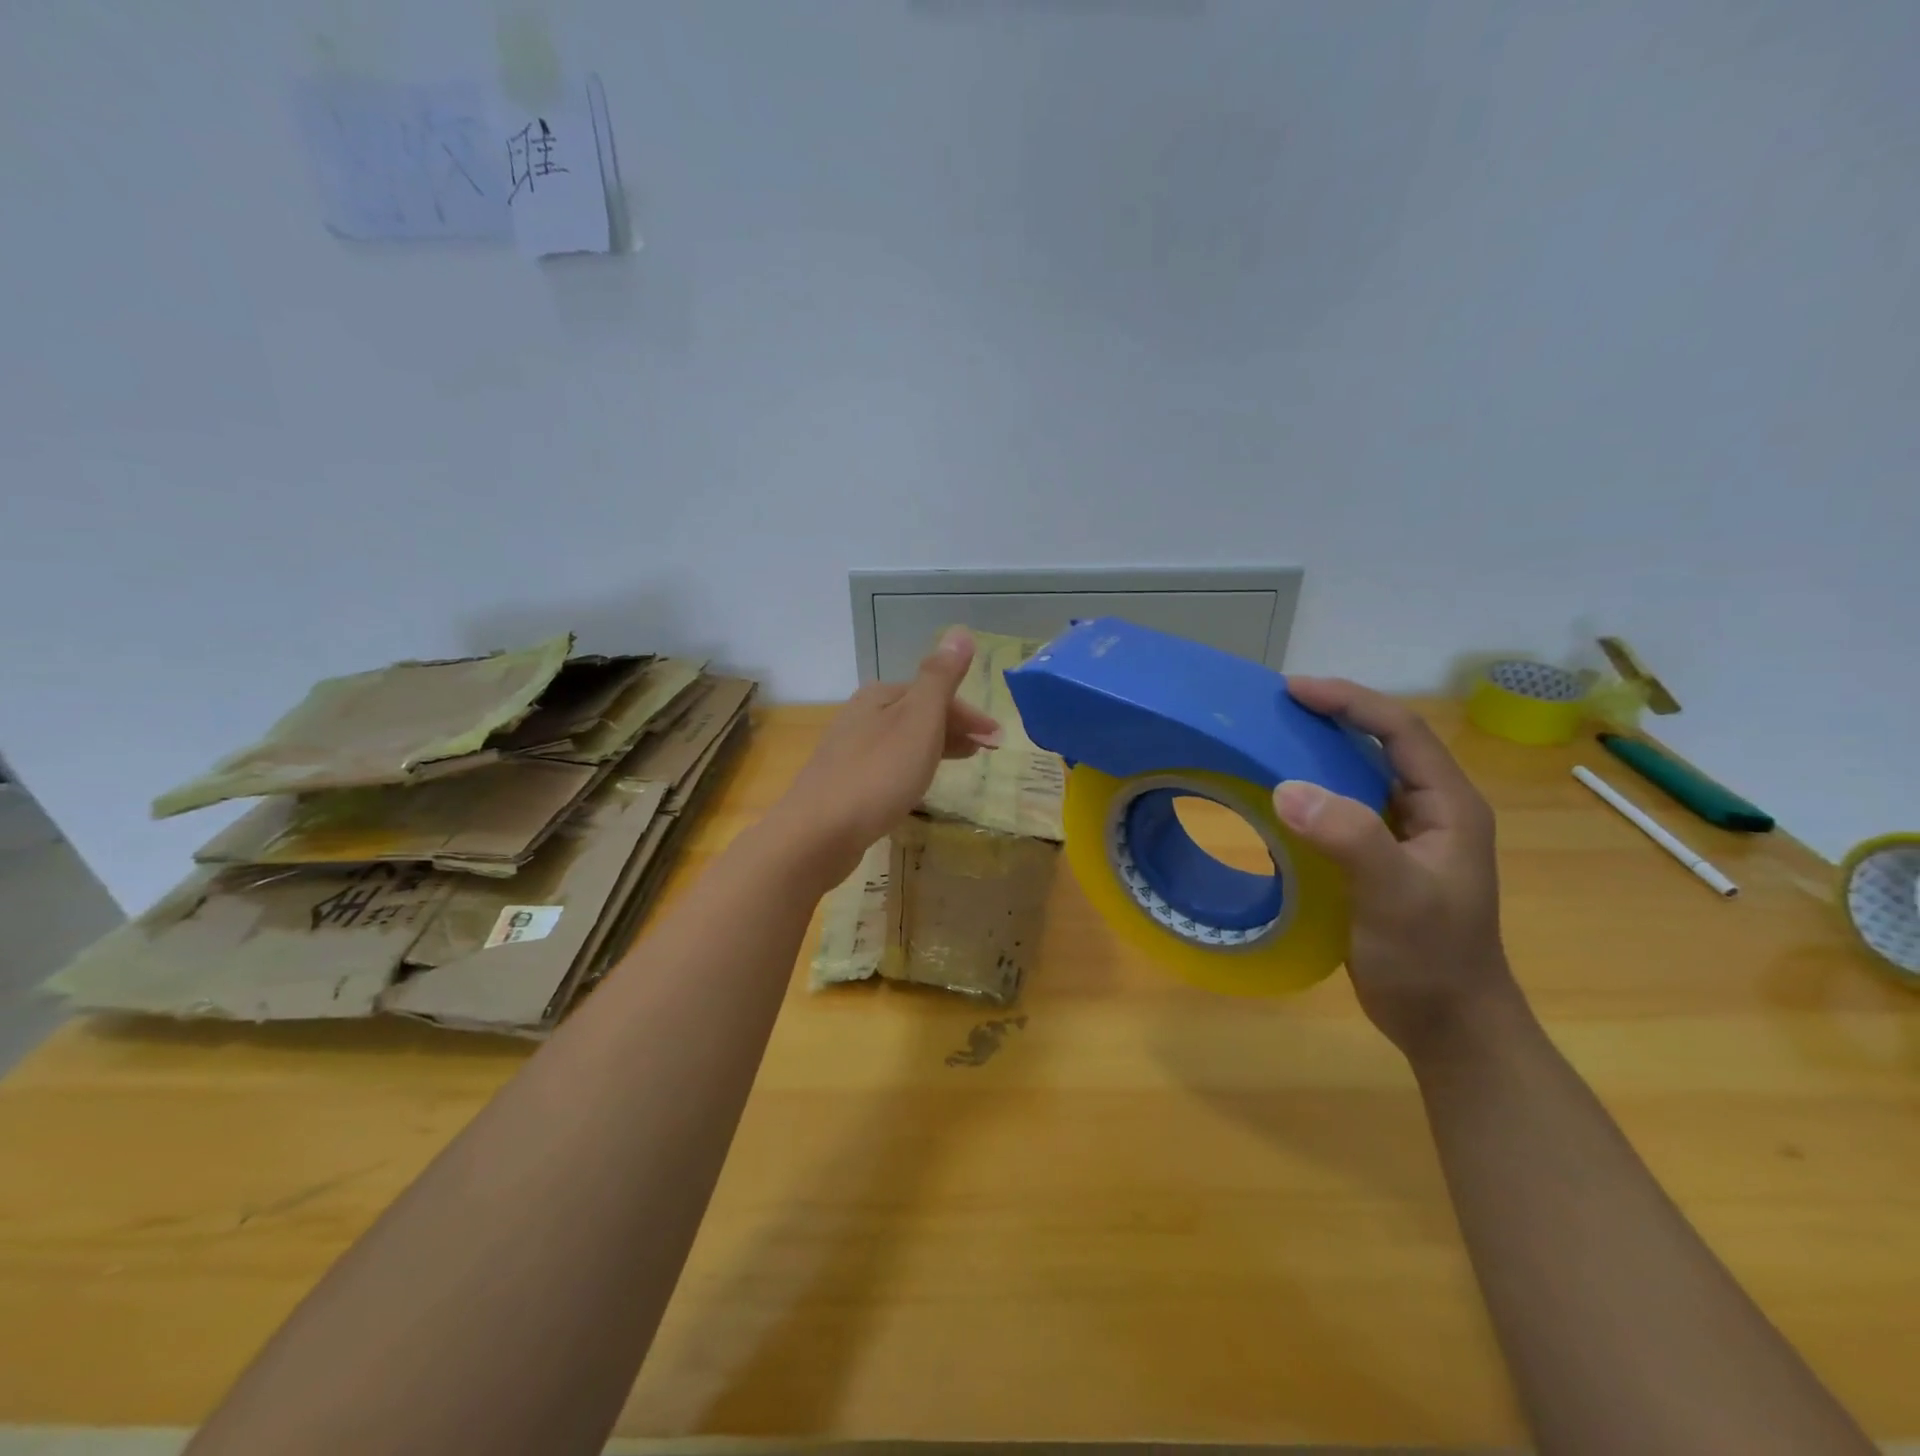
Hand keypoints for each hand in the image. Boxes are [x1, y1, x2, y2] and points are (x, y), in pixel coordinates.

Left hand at [769, 628, 1002, 884]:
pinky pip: (889, 763)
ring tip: (963, 764)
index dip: (970, 714)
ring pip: (904, 739)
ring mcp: (849, 749)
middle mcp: (861, 715)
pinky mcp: (844, 782)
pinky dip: (914, 765)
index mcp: (880, 695)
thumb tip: (960, 631)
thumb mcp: (918, 720)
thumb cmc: (878, 773)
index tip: (998, 740)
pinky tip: (918, 783)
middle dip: (956, 728)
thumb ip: (940, 678)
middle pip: (919, 713)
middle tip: (988, 752)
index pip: (935, 693)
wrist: (819, 832)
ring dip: (937, 745)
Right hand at [1271, 677, 1519, 1059]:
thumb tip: (1284, 788)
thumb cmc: (1430, 958)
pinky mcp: (1379, 859)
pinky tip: (1277, 800)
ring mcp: (1405, 836)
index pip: (1400, 730)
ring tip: (1267, 741)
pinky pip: (1342, 809)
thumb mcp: (1394, 896)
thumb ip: (1348, 837)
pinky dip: (1310, 793)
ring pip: (1359, 774)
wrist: (1448, 1024)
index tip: (1293, 690)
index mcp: (1449, 805)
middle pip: (1380, 742)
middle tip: (1272, 709)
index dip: (1349, 701)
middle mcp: (1430, 810)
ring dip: (1317, 752)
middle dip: (1330, 717)